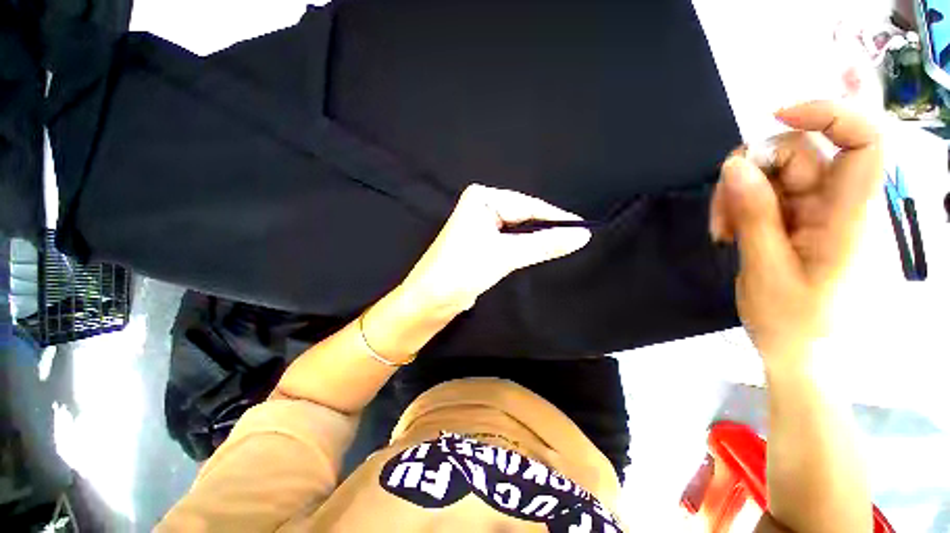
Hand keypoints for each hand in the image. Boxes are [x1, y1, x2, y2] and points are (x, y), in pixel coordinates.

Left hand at [400, 184, 591, 313]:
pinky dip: (524, 247)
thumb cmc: (464, 270)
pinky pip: (510, 241)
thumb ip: (544, 244)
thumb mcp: (506, 255)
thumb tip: (582, 235)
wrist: (431, 299)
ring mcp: (481, 224)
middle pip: (524, 216)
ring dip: (537, 239)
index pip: (528, 205)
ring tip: (564, 246)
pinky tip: (540, 252)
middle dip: (547, 229)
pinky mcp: (481, 242)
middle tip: (577, 240)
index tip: (585, 228)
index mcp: (482, 198)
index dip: (557, 218)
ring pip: (518, 230)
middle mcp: (481, 206)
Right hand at [709, 101, 881, 364]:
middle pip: (801, 152)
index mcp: (848, 217)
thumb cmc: (794, 322)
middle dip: (753, 170)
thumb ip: (755, 215)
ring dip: (737, 194)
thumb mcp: (767, 269)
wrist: (800, 352)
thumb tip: (734, 166)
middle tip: (724, 211)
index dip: (828, 114)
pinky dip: (738, 206)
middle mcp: (836, 203)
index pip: (864, 141)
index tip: (777, 115)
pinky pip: (762, 193)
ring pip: (773, 172)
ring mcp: (813, 210)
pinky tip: (728, 233)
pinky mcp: (792, 219)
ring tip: (722, 231)